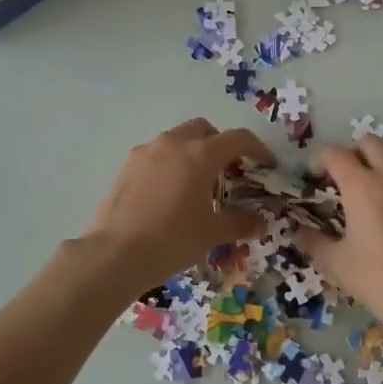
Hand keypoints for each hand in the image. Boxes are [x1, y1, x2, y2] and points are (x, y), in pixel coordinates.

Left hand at [81, 118, 273, 287]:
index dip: (257, 149)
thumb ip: (240, 222)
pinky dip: (170, 163)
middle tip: (229, 171)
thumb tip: (260, 223)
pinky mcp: (126, 166)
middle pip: (204, 130)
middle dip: (221, 144)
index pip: (238, 139)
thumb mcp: (212, 233)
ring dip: (193, 152)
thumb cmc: (172, 239)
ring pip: (177, 139)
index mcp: (200, 154)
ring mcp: (146, 152)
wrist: (115, 254)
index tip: (266, 165)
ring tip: (198, 183)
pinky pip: (156, 154)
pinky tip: (170, 192)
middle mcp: (173, 143)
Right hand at [298, 136, 382, 337]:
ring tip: (380, 191)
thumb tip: (299, 234)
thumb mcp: (338, 265)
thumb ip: (315, 243)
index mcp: (362, 187)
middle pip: (370, 143)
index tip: (317, 178)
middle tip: (347, 180)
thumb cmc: (381, 282)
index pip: (335, 154)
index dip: (320, 160)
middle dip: (354, 155)